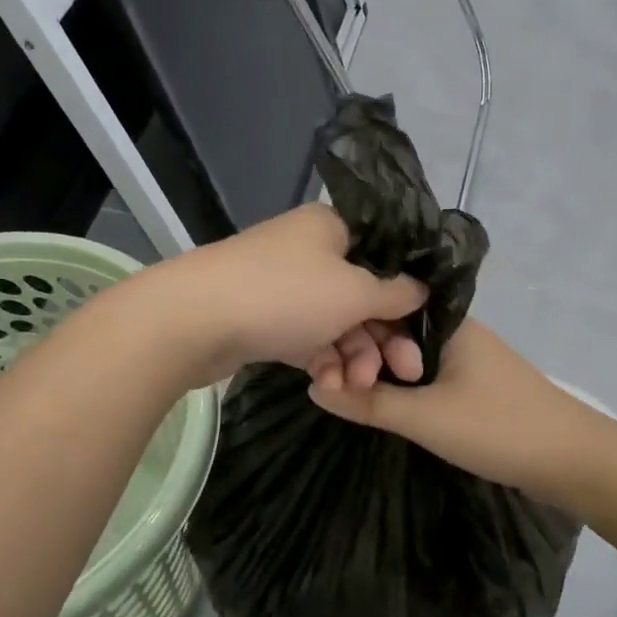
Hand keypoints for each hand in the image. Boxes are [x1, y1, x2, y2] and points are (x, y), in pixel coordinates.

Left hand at [137, 203, 427, 387]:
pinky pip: (307, 339)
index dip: (408, 296)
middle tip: (404, 373)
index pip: (385, 258)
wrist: (193, 320)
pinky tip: (331, 387)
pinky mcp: (264, 319)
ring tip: (357, 386)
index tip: (423, 332)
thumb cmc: (285, 294)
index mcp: (333, 228)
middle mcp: (310, 251)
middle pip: (363, 295)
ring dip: (354, 357)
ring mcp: (284, 286)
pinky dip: (323, 361)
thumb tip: (421, 288)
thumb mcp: (354, 292)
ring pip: (336, 322)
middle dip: (383, 338)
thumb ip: (395, 292)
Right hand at [307, 319, 607, 503]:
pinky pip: (427, 378)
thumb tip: (315, 387)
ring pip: (410, 358)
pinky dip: (403, 388)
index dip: (351, 327)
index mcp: (448, 322)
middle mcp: (457, 332)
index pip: (385, 306)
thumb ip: (369, 402)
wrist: (573, 461)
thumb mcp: (425, 417)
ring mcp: (468, 360)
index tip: (320, 355)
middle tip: (328, 381)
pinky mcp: (475, 387)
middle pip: (396, 332)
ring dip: (382, 375)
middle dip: (363, 354)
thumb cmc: (498, 427)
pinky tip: (380, 403)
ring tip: (345, 392)